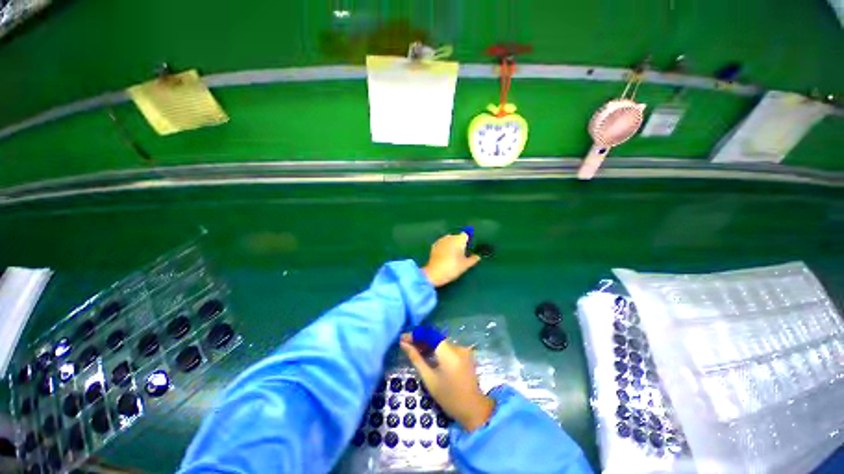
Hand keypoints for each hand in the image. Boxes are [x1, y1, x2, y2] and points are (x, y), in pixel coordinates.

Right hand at [400, 334, 494, 431]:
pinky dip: (437, 348)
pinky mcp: (464, 353)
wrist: (473, 409)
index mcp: (449, 353)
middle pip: (435, 337)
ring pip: (440, 341)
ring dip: (428, 344)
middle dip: (420, 339)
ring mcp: (462, 349)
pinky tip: (428, 354)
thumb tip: (404, 344)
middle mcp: (457, 346)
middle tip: (406, 345)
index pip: (430, 335)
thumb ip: (417, 359)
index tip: (403, 338)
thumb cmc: (449, 397)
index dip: (416, 335)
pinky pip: (447, 346)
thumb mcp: (430, 379)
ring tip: (415, 350)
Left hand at [422, 233, 481, 286]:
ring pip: (449, 240)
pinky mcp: (434, 246)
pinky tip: (444, 257)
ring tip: (452, 256)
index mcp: (459, 239)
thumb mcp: (466, 265)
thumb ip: (473, 259)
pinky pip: (442, 244)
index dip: (467, 242)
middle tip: (461, 255)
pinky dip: (444, 248)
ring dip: (451, 245)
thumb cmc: (453, 267)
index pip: (466, 235)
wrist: (435, 273)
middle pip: (457, 237)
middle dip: (459, 243)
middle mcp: (449, 237)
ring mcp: (440, 241)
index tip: (468, 250)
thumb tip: (477, 257)